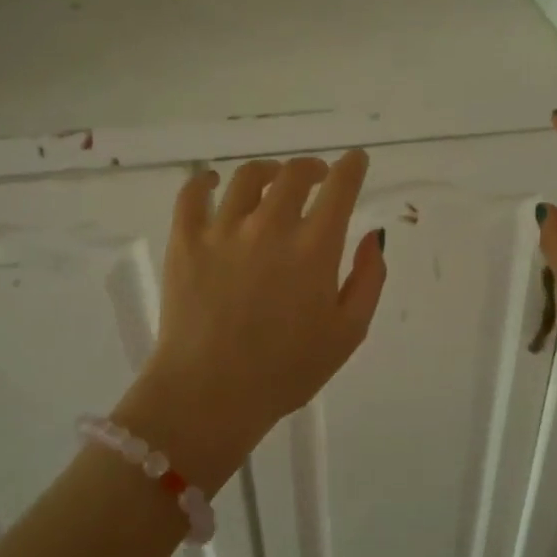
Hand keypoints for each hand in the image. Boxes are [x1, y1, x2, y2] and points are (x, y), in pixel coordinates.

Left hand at [121, 151, 386, 486]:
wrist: (209, 396)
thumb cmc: (286, 371)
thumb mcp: (348, 333)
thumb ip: (368, 279)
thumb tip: (371, 236)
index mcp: (314, 248)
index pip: (339, 187)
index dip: (351, 166)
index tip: (355, 160)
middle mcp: (270, 226)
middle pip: (294, 173)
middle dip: (312, 168)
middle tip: (316, 176)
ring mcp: (223, 230)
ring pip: (247, 177)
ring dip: (268, 171)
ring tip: (272, 180)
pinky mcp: (185, 241)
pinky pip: (192, 194)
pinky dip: (204, 181)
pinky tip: (212, 182)